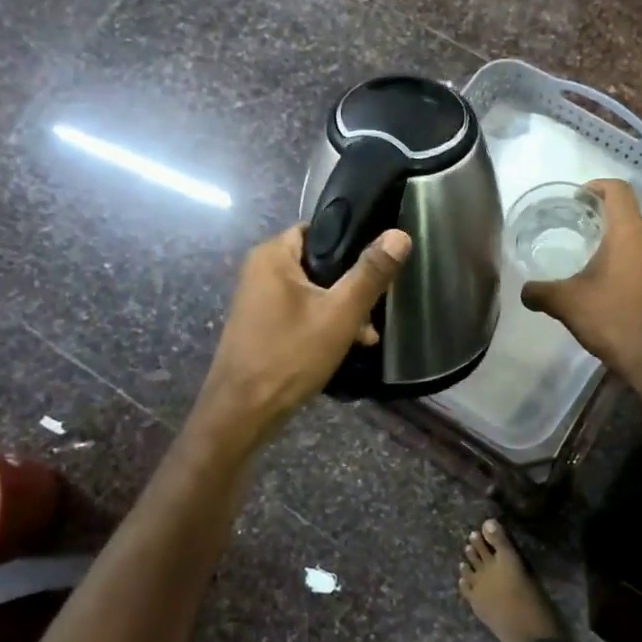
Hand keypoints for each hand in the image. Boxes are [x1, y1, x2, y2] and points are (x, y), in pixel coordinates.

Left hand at [195, 223, 410, 448]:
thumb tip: (400, 234)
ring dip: (341, 310)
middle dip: (351, 286)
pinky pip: (300, 313)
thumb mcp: (340, 313)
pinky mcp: (262, 326)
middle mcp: (260, 271)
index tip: (378, 264)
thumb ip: (370, 273)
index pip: (319, 229)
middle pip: (319, 263)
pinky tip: (346, 347)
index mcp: (273, 255)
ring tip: (366, 336)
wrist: (242, 413)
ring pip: (313, 292)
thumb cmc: (290, 355)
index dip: (352, 242)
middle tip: (375, 309)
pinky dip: (323, 324)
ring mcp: (259, 300)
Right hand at [521, 179, 641, 376]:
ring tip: (591, 253)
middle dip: (604, 214)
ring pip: (639, 236)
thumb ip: (540, 292)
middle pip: (629, 212)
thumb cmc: (609, 317)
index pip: (618, 190)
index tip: (578, 198)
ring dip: (617, 238)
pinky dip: (628, 259)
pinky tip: (609, 280)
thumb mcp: (565, 302)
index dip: (597, 186)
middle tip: (578, 225)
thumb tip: (524, 292)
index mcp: (628, 232)